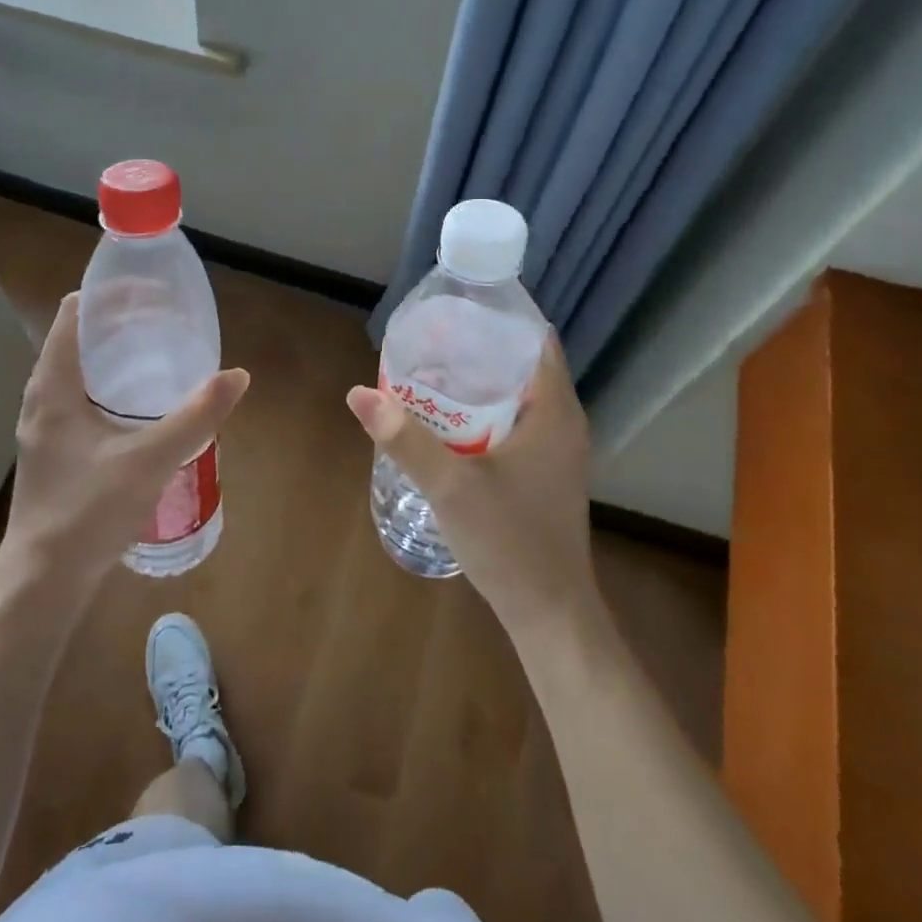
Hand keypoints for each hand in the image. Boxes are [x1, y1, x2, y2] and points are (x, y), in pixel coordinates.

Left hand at [1, 294, 248, 599]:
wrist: (43, 581)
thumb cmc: (88, 511)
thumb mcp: (150, 460)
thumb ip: (196, 417)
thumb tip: (238, 376)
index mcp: (53, 387)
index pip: (73, 315)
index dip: (109, 295)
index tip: (150, 292)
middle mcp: (41, 399)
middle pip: (75, 340)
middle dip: (117, 324)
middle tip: (163, 321)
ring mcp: (43, 428)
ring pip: (75, 373)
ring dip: (111, 357)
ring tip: (155, 355)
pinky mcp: (52, 453)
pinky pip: (77, 400)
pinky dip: (106, 388)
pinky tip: (137, 409)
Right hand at [347, 332, 594, 636]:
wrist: (548, 611)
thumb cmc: (509, 540)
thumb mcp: (450, 486)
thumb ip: (405, 438)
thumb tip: (359, 393)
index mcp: (554, 411)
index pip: (534, 339)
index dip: (495, 318)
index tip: (451, 310)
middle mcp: (562, 422)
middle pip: (520, 364)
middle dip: (474, 349)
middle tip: (426, 342)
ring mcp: (555, 450)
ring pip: (515, 396)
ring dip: (476, 382)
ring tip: (428, 373)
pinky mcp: (544, 473)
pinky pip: (513, 423)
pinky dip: (482, 412)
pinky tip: (445, 422)